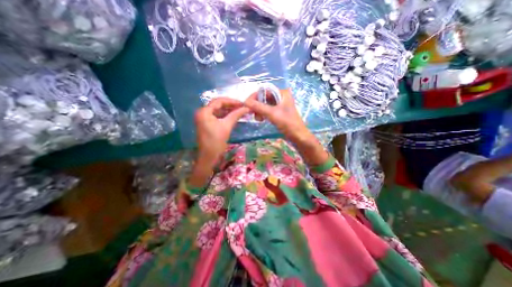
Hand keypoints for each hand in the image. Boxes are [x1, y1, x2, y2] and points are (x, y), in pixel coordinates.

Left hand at [195, 97, 249, 166]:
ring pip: (218, 110)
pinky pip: (217, 116)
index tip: (242, 104)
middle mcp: (202, 113)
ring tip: (240, 111)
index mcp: (204, 112)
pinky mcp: (207, 123)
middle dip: (231, 105)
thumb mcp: (227, 126)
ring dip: (229, 110)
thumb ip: (236, 115)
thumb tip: (247, 108)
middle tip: (242, 107)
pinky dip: (225, 116)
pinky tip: (234, 116)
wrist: (209, 157)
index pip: (219, 101)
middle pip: (218, 105)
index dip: (232, 101)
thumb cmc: (216, 142)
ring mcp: (204, 118)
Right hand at [243, 90, 309, 143]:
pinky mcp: (279, 111)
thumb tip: (245, 101)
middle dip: (257, 105)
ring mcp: (280, 104)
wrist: (298, 136)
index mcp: (282, 93)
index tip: (247, 105)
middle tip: (254, 114)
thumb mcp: (272, 114)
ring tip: (258, 119)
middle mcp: (281, 96)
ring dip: (259, 110)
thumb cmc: (287, 123)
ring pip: (265, 104)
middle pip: (264, 97)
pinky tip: (262, 119)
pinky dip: (263, 113)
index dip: (255, 96)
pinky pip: (268, 109)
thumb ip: (258, 107)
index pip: (264, 90)